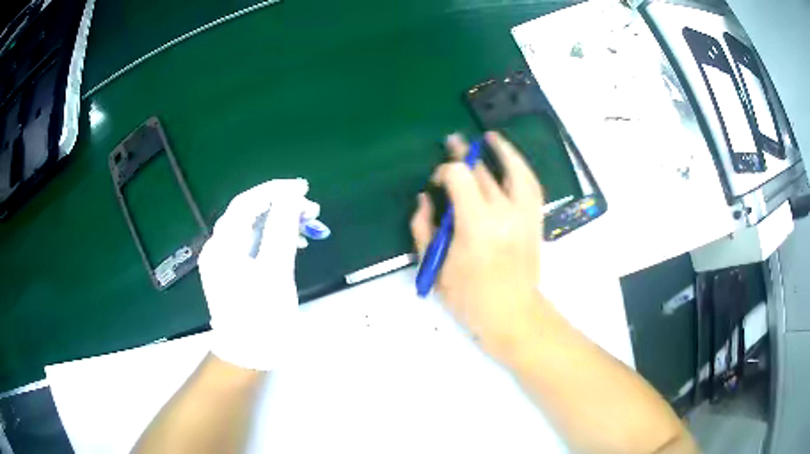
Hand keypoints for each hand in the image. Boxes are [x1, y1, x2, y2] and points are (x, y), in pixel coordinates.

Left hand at [198, 178, 317, 370]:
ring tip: (307, 226)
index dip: (274, 190)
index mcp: (223, 246)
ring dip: (278, 222)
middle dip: (279, 206)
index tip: (303, 188)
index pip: (246, 203)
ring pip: (251, 229)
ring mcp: (222, 260)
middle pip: (248, 214)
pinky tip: (291, 243)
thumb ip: (281, 230)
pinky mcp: (231, 272)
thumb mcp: (276, 272)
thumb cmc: (262, 317)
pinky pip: (251, 244)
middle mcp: (218, 248)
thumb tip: (290, 196)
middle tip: (311, 211)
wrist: (248, 356)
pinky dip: (271, 239)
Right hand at [410, 132, 545, 360]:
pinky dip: (522, 169)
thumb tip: (424, 199)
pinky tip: (513, 161)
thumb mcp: (435, 266)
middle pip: (483, 172)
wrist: (512, 313)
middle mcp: (503, 212)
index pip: (460, 177)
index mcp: (476, 224)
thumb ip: (424, 228)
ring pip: (514, 171)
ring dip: (502, 151)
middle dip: (465, 156)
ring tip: (491, 137)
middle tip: (453, 142)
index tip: (436, 184)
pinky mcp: (534, 221)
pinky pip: (531, 186)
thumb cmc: (469, 297)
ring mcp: (524, 215)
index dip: (444, 172)